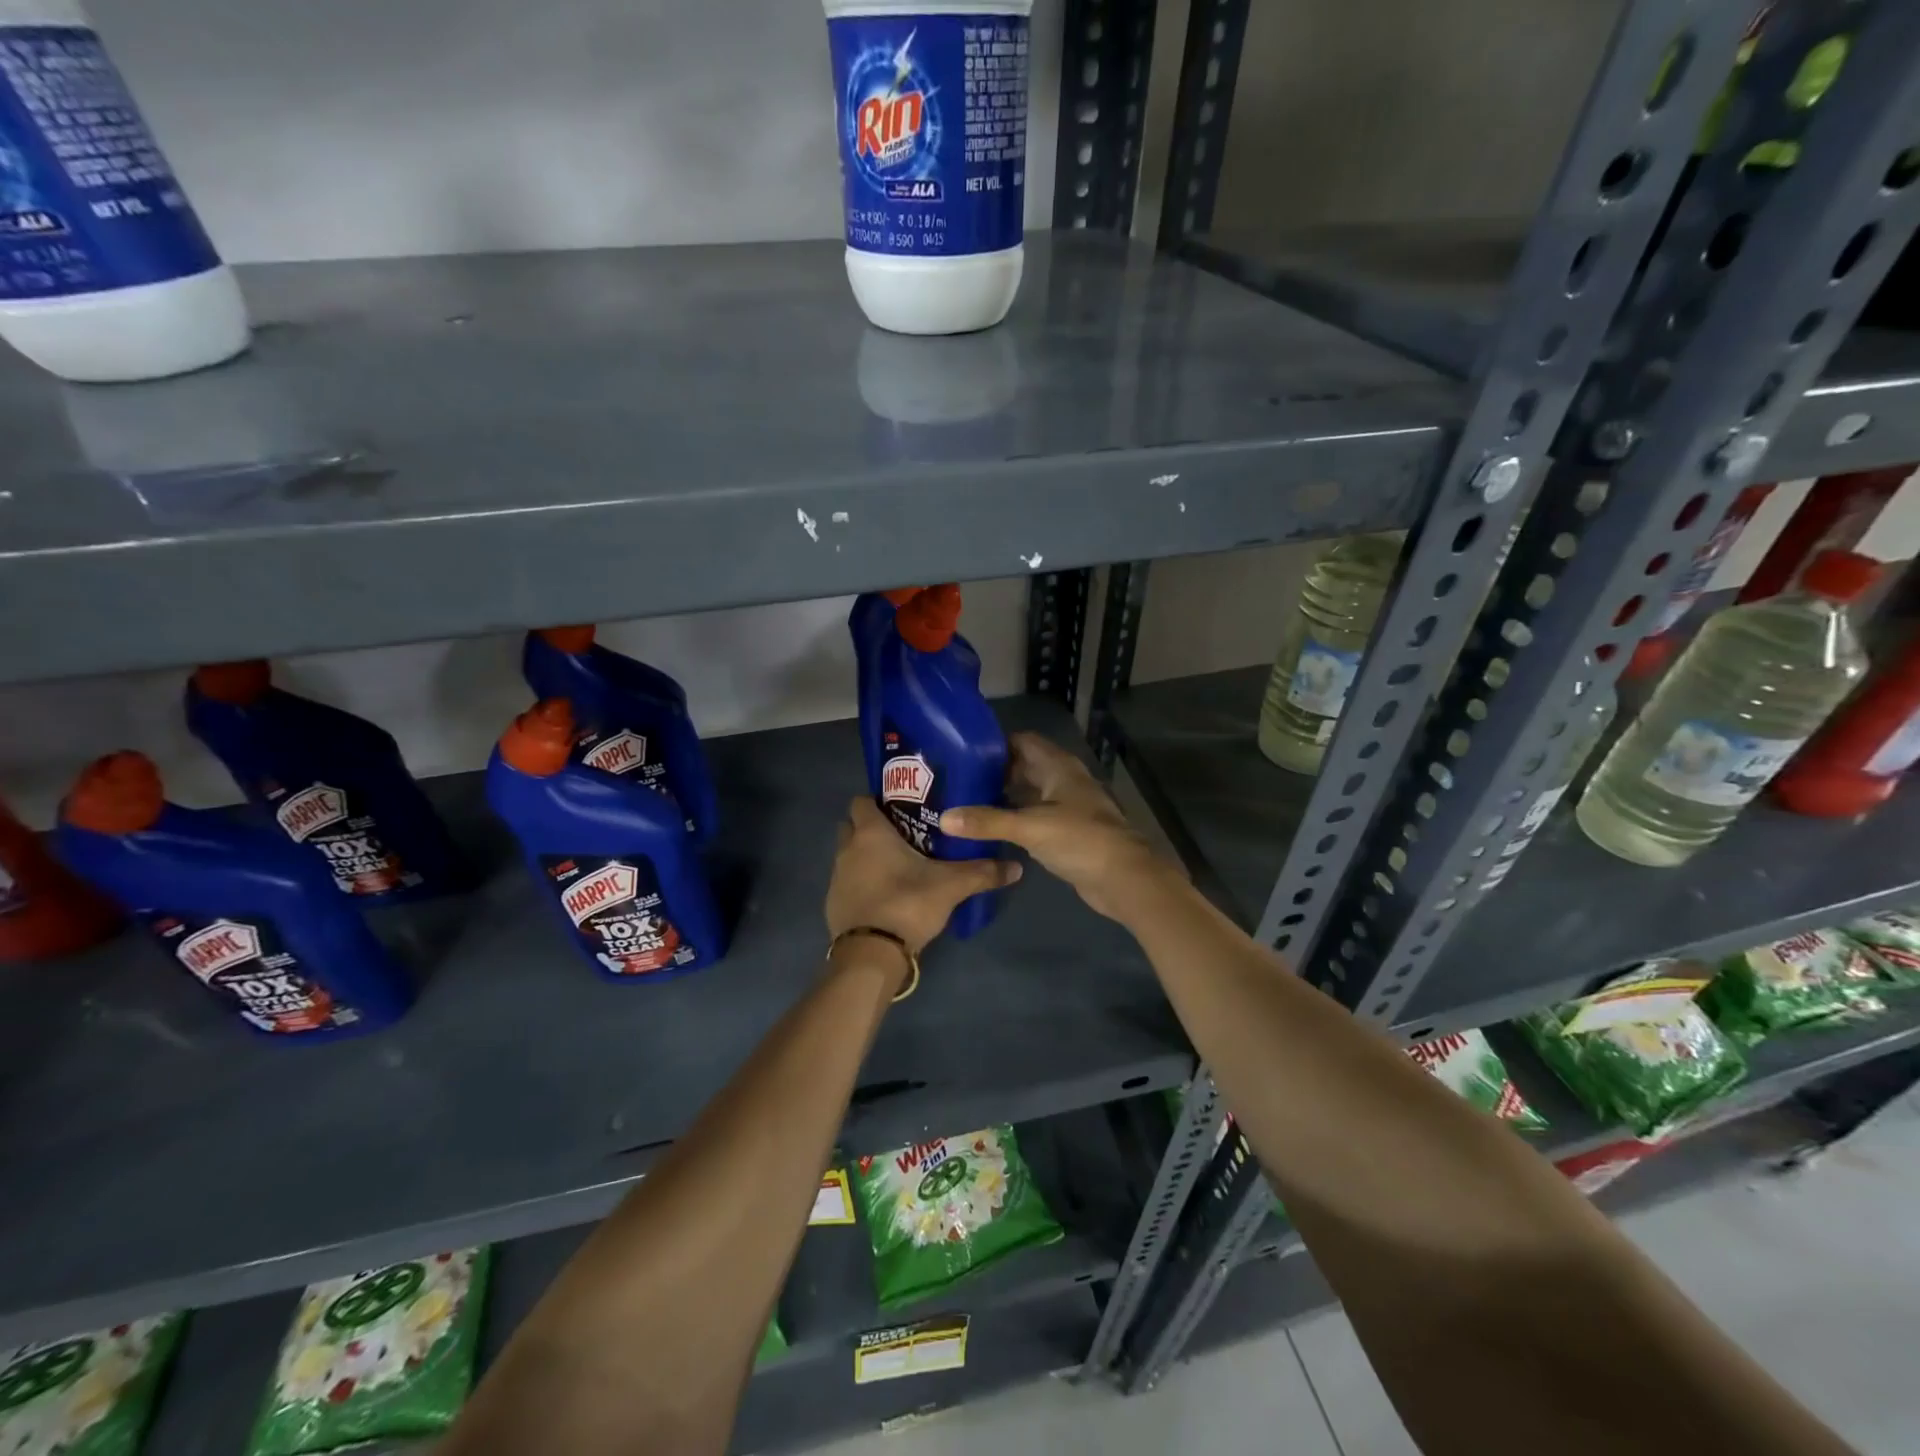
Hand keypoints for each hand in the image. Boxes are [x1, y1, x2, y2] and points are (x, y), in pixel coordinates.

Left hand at [826, 797, 1021, 953]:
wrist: (871, 954)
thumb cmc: (907, 903)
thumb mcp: (951, 886)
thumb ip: (983, 873)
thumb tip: (1017, 867)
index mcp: (870, 833)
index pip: (861, 801)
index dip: (877, 800)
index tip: (901, 807)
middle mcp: (847, 849)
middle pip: (852, 826)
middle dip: (871, 827)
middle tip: (903, 834)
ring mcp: (837, 877)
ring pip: (849, 855)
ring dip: (866, 856)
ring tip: (897, 865)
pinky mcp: (833, 903)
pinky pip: (848, 882)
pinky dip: (862, 883)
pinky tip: (886, 894)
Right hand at [941, 733, 1169, 922]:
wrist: (1123, 878)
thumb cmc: (1080, 840)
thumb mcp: (1029, 827)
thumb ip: (987, 821)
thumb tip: (944, 818)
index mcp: (1059, 767)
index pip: (1023, 742)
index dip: (995, 744)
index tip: (963, 751)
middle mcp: (1063, 781)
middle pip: (1025, 767)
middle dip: (995, 771)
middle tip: (958, 778)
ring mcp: (1067, 807)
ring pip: (1030, 793)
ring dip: (1004, 796)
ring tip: (966, 801)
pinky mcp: (1067, 832)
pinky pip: (1034, 817)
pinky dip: (1015, 818)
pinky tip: (990, 828)